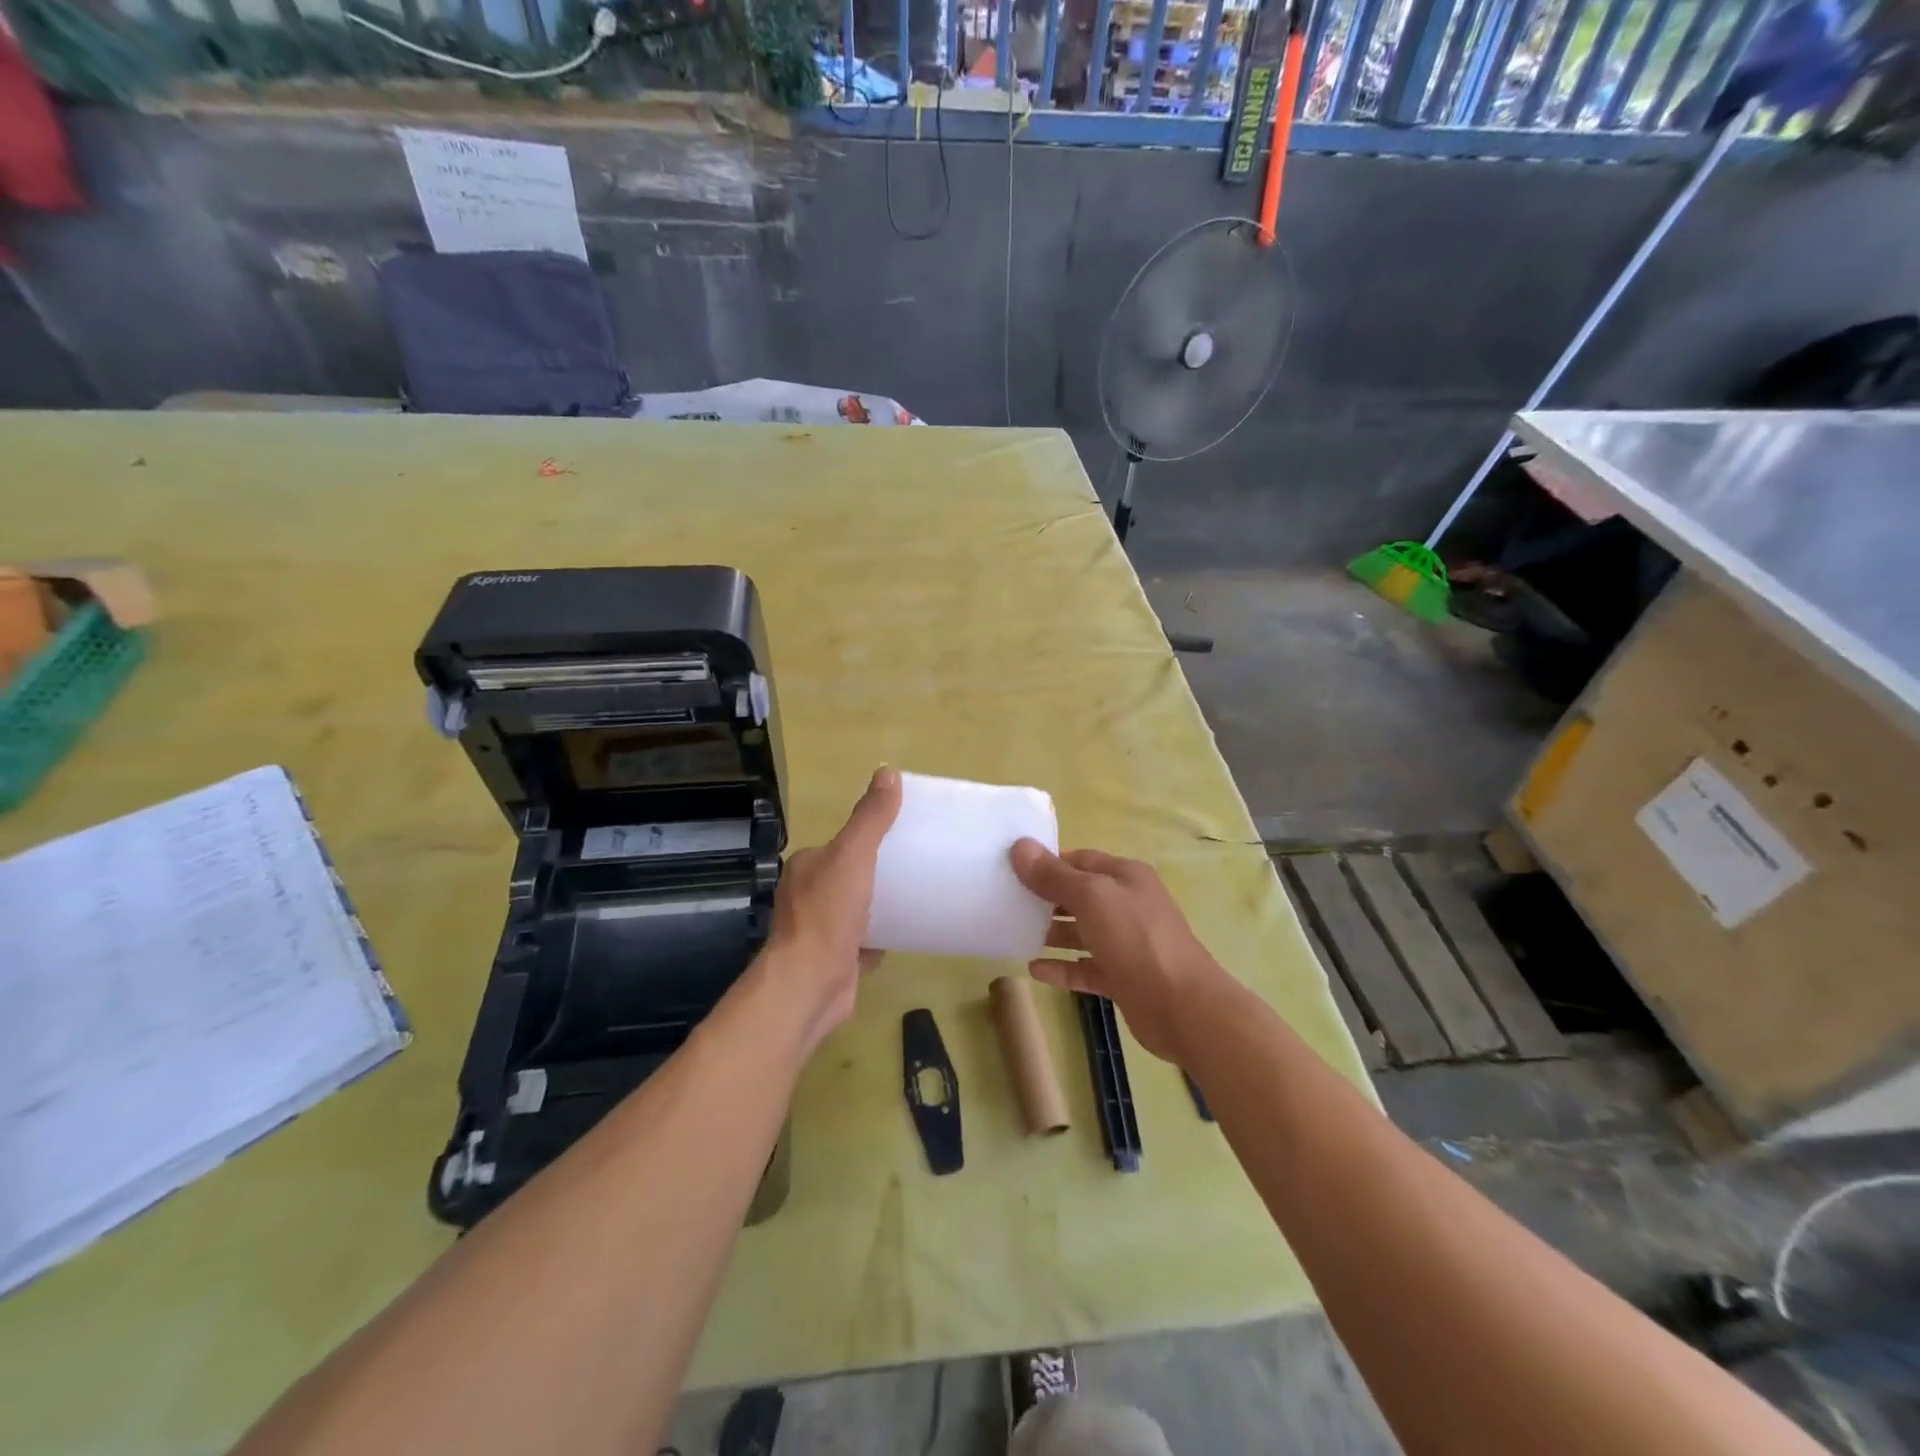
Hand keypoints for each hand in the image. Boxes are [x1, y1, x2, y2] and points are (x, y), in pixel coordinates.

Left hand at [761, 767, 902, 1055]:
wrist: (810, 986)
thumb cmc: (827, 915)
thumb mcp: (853, 855)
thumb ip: (870, 818)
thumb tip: (888, 772)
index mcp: (807, 867)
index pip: (840, 843)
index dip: (868, 837)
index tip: (902, 833)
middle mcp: (808, 896)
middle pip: (849, 875)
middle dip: (877, 871)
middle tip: (918, 864)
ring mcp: (821, 931)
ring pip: (857, 909)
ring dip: (881, 903)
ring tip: (919, 894)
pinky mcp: (837, 961)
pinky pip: (865, 942)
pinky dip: (883, 936)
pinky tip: (909, 931)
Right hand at [1010, 841, 1226, 1064]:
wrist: (1182, 1007)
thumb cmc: (1136, 939)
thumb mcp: (1092, 898)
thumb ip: (1054, 875)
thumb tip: (1020, 846)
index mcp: (1125, 877)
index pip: (1080, 860)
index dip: (1048, 862)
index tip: (1012, 867)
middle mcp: (1127, 905)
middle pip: (1080, 895)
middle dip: (1046, 897)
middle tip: (1006, 901)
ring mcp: (1126, 943)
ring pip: (1082, 932)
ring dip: (1051, 933)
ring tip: (1014, 933)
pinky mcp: (1122, 977)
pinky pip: (1085, 967)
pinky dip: (1062, 967)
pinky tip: (1034, 970)